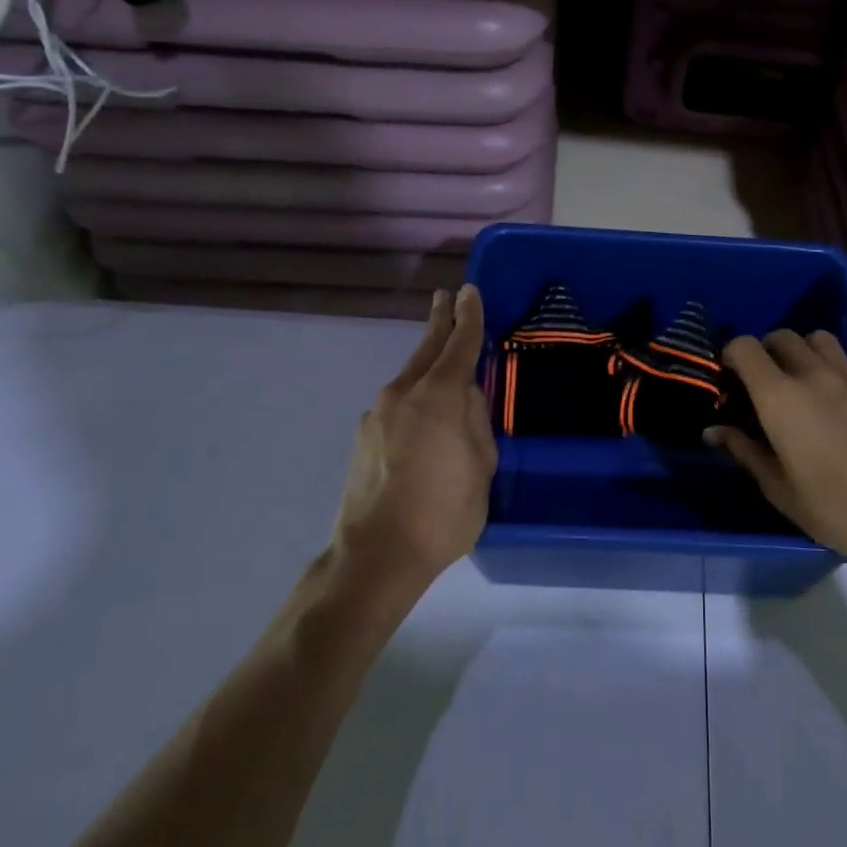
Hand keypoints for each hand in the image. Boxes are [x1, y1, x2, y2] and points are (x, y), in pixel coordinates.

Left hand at [332, 285, 496, 588]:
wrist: (377, 554)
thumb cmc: (444, 509)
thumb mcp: (482, 464)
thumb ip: (476, 420)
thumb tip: (466, 397)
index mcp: (438, 394)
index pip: (459, 343)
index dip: (468, 316)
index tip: (470, 291)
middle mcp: (402, 393)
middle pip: (426, 349)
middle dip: (439, 323)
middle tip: (445, 298)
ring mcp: (377, 415)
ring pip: (409, 378)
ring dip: (426, 364)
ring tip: (442, 362)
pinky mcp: (363, 438)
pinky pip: (397, 406)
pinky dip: (413, 399)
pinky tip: (422, 420)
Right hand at [707, 329, 846, 569]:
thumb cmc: (832, 507)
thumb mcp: (778, 487)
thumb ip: (743, 450)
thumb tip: (713, 431)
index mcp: (779, 396)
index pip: (745, 347)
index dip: (730, 356)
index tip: (727, 380)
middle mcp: (812, 374)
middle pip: (781, 337)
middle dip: (763, 352)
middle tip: (759, 385)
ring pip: (816, 339)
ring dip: (799, 350)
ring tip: (795, 382)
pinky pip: (842, 360)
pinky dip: (826, 366)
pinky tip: (827, 402)